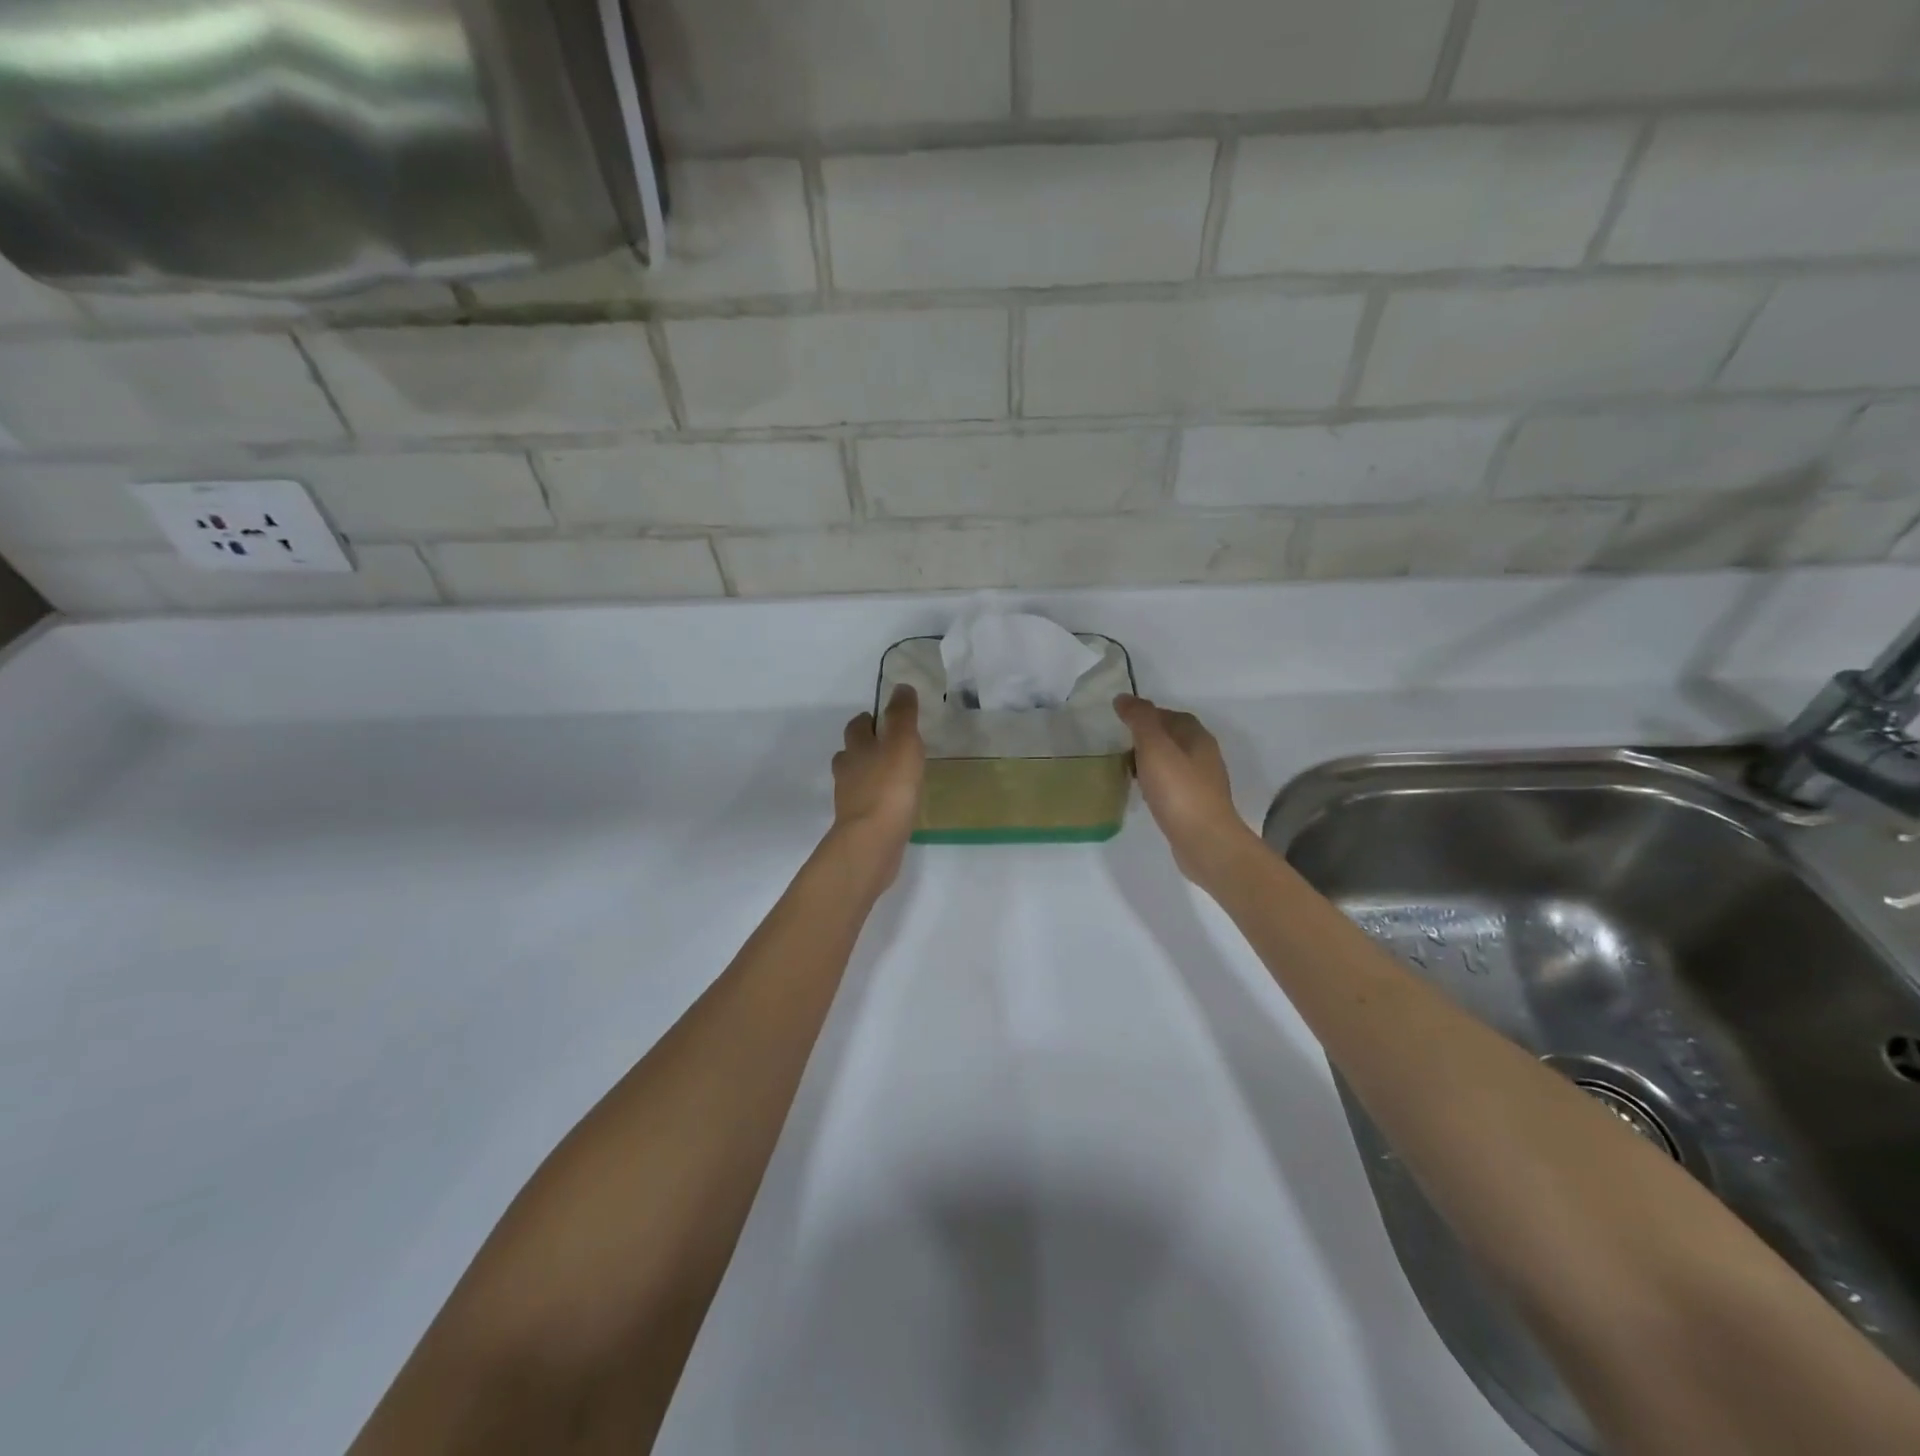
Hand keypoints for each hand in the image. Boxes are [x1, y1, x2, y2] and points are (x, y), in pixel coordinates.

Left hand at [830, 685, 924, 887]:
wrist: (873, 840)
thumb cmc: (889, 785)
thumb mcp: (903, 742)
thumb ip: (902, 715)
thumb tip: (900, 687)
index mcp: (856, 747)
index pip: (857, 725)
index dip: (869, 720)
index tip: (885, 720)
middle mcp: (847, 770)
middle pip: (851, 752)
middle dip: (865, 747)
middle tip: (890, 748)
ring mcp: (849, 799)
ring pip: (856, 779)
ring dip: (870, 774)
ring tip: (894, 776)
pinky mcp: (857, 823)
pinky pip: (866, 804)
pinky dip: (876, 800)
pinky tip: (893, 805)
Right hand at [1115, 694, 1256, 886]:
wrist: (1205, 842)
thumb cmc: (1179, 790)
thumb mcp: (1155, 747)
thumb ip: (1140, 719)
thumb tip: (1124, 698)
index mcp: (1197, 737)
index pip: (1171, 715)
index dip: (1147, 714)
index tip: (1121, 722)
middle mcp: (1204, 755)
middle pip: (1173, 737)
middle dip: (1147, 738)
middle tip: (1119, 746)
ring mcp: (1203, 783)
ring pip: (1172, 762)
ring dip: (1151, 761)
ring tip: (1126, 769)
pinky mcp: (1196, 806)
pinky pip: (1172, 785)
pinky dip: (1156, 782)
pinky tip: (1143, 792)